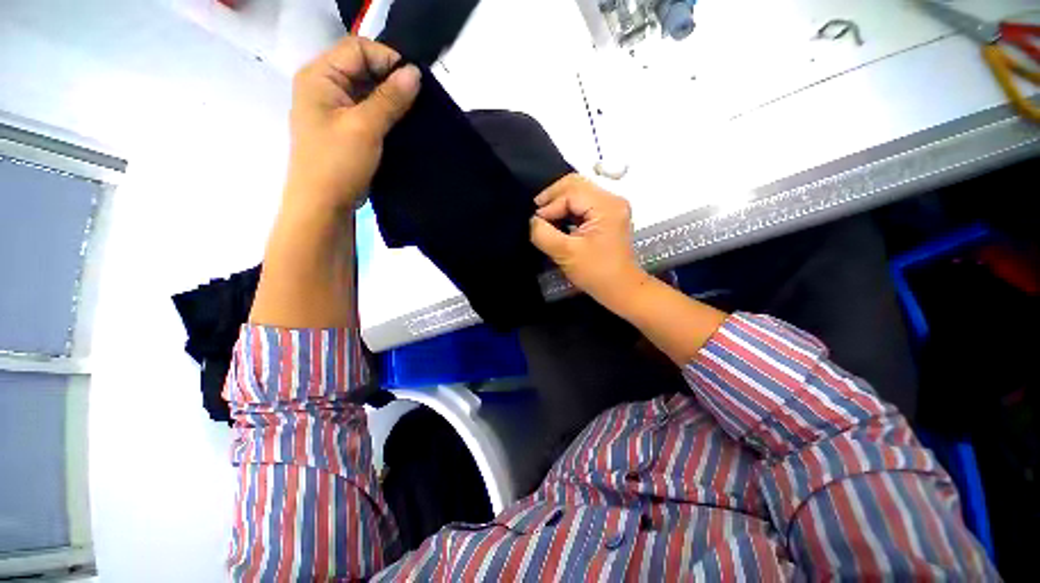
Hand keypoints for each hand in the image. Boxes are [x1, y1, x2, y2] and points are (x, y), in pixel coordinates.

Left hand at [284, 37, 420, 215]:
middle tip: (418, 99)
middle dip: (391, 79)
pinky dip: (386, 113)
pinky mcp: (345, 127)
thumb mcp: (365, 127)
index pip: (358, 49)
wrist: (324, 204)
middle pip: (362, 67)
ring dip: (391, 98)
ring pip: (368, 90)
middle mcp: (324, 85)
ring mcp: (334, 108)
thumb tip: (415, 73)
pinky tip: (402, 123)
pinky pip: (368, 110)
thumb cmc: (338, 163)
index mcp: (319, 75)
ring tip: (414, 112)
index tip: (414, 82)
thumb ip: (390, 98)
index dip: (387, 59)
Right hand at [530, 174, 650, 310]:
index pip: (570, 193)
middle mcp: (612, 200)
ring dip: (559, 203)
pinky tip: (558, 221)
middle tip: (537, 213)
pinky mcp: (608, 216)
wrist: (621, 289)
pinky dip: (568, 210)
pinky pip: (584, 203)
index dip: (549, 206)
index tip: (535, 222)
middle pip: (576, 184)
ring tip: (544, 217)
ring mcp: (611, 207)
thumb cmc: (596, 273)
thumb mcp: (565, 253)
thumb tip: (533, 220)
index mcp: (606, 206)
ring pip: (579, 192)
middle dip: (552, 197)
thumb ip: (543, 234)